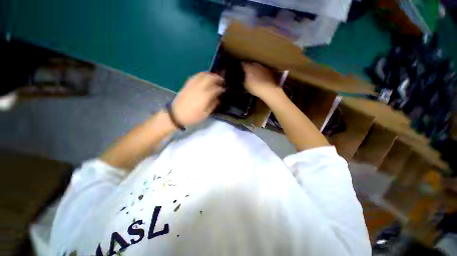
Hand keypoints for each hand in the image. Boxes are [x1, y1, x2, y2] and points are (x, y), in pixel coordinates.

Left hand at [172, 72, 224, 125]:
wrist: (176, 114)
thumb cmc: (192, 116)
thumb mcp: (205, 114)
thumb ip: (213, 105)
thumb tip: (218, 99)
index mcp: (205, 96)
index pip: (216, 89)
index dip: (221, 89)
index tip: (224, 90)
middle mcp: (199, 88)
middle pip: (210, 78)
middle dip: (217, 78)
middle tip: (222, 81)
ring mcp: (193, 85)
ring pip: (203, 75)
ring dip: (210, 75)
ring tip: (215, 77)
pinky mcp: (187, 84)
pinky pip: (196, 76)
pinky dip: (202, 75)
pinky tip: (205, 77)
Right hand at [243, 63, 277, 97]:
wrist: (268, 89)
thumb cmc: (254, 87)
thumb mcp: (246, 86)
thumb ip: (244, 80)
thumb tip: (245, 78)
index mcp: (249, 68)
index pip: (243, 65)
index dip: (242, 68)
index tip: (242, 71)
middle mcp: (256, 65)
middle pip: (252, 64)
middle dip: (250, 67)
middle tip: (248, 73)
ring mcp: (264, 67)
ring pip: (258, 67)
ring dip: (257, 70)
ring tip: (256, 75)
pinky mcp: (270, 71)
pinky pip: (264, 71)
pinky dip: (262, 73)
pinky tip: (262, 78)